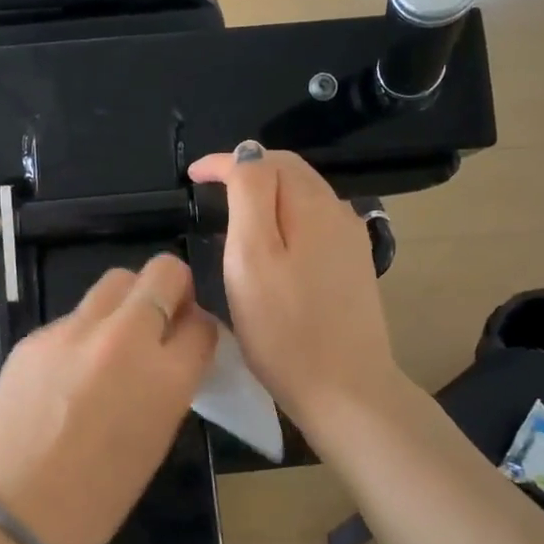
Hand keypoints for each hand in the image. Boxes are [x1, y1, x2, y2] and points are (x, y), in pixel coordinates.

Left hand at [0, 254, 217, 543]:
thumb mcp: (154, 442)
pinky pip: (73, 318)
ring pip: (114, 283)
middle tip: (159, 322)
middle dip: (170, 289)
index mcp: (164, 377)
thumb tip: (169, 355)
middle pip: (161, 273)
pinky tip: (67, 373)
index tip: (189, 341)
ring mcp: (72, 332)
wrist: (11, 514)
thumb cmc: (96, 500)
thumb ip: (168, 386)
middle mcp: (123, 339)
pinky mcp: (34, 336)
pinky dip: (83, 334)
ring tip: (114, 343)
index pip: (202, 324)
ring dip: (126, 302)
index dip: (199, 330)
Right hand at [189, 142, 400, 437]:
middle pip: (289, 171)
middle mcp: (337, 212)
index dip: (224, 162)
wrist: (345, 389)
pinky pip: (313, 221)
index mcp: (311, 205)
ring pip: (303, 195)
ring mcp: (349, 240)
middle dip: (247, 170)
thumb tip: (247, 153)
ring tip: (232, 211)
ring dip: (267, 192)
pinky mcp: (352, 266)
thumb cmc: (284, 328)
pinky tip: (269, 241)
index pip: (264, 160)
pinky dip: (284, 216)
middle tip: (209, 189)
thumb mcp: (252, 257)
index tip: (192, 177)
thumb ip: (250, 196)